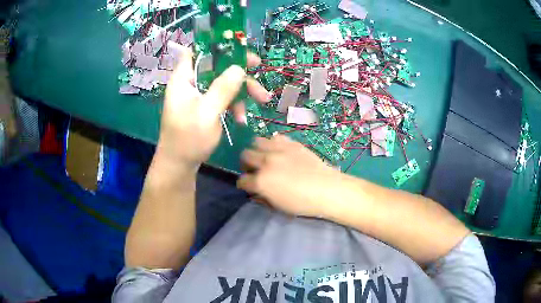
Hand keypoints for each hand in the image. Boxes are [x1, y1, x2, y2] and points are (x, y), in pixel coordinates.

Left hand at [157, 43, 270, 168]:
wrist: (179, 165)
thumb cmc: (188, 139)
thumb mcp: (207, 113)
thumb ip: (222, 89)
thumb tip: (239, 67)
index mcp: (184, 78)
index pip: (197, 51)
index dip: (216, 44)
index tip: (239, 46)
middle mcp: (191, 83)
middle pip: (216, 65)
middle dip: (238, 70)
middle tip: (259, 69)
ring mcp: (198, 95)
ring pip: (223, 82)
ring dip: (242, 91)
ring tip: (262, 101)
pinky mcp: (205, 106)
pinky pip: (223, 98)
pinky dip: (235, 105)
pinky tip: (242, 119)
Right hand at [237, 135, 342, 216]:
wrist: (327, 189)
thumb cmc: (302, 203)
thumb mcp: (278, 206)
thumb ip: (262, 197)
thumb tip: (255, 191)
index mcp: (261, 182)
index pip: (242, 180)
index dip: (244, 184)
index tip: (248, 185)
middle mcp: (265, 162)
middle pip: (245, 156)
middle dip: (246, 164)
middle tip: (255, 169)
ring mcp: (278, 150)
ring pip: (256, 142)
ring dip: (257, 150)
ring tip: (265, 157)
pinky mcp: (291, 144)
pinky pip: (275, 138)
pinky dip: (272, 144)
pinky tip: (279, 151)